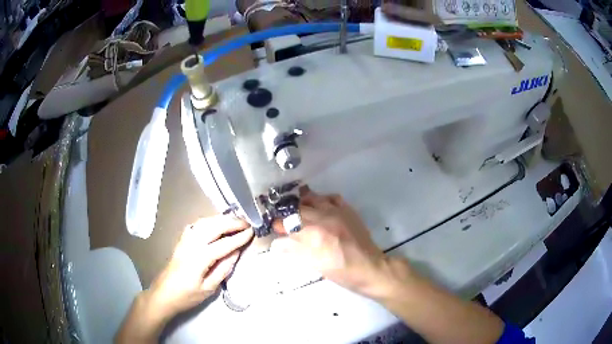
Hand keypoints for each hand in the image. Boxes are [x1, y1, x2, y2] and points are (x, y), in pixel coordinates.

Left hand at [149, 216, 252, 317]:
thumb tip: (236, 252)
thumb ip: (223, 269)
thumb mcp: (208, 288)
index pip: (223, 244)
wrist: (164, 294)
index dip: (239, 237)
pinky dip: (208, 221)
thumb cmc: (187, 295)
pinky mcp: (181, 241)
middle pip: (214, 227)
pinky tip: (214, 223)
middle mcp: (192, 244)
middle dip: (231, 223)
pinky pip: (196, 225)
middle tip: (246, 223)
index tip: (252, 232)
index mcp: (199, 258)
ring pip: (204, 222)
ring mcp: (185, 240)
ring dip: (221, 219)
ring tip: (235, 220)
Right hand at [273, 188, 402, 298]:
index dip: (279, 224)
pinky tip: (318, 207)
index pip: (289, 222)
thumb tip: (277, 243)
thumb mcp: (315, 265)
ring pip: (314, 198)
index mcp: (316, 233)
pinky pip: (331, 197)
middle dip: (287, 213)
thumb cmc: (341, 271)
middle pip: (299, 208)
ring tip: (297, 211)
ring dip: (302, 203)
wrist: (370, 268)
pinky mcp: (348, 210)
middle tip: (282, 219)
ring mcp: (338, 211)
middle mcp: (325, 217)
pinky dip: (321, 200)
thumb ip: (295, 250)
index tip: (274, 227)